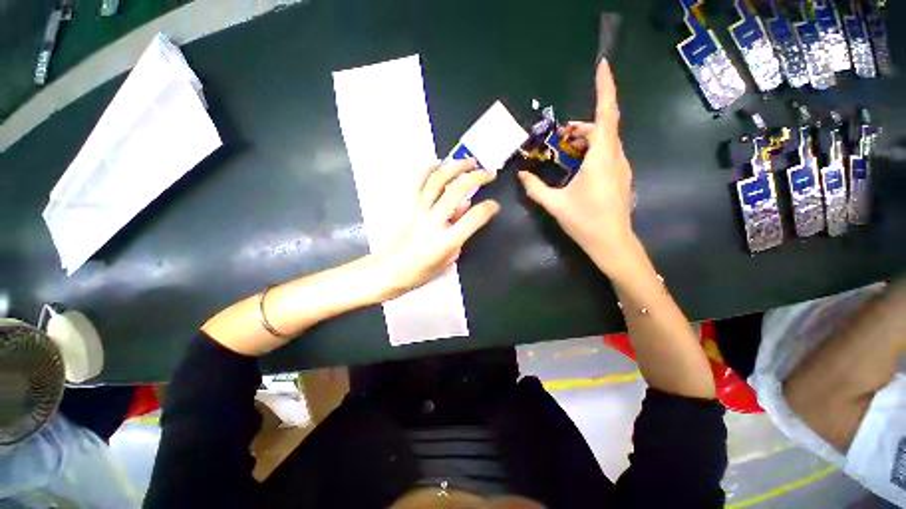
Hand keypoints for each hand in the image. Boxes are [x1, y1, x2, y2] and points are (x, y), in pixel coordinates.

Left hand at [377, 159, 499, 297]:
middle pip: (457, 190)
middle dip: (477, 177)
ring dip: (455, 167)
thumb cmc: (421, 271)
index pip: (474, 217)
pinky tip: (438, 163)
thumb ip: (460, 234)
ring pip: (438, 181)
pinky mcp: (407, 206)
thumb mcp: (448, 259)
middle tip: (488, 173)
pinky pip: (417, 182)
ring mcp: (418, 211)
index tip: (494, 205)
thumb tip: (465, 208)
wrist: (391, 270)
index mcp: (446, 241)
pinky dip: (428, 169)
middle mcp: (433, 222)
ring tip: (469, 161)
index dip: (488, 208)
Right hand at [517, 60, 635, 271]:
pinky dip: (592, 150)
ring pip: (606, 140)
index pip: (606, 115)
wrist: (612, 243)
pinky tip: (577, 165)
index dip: (606, 88)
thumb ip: (535, 188)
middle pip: (603, 126)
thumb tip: (521, 175)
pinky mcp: (620, 176)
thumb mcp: (555, 204)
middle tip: (559, 136)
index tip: (602, 66)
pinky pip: (607, 152)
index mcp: (600, 160)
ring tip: (565, 150)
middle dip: (581, 125)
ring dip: (586, 138)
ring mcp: (621, 167)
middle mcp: (615, 157)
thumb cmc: (585, 222)